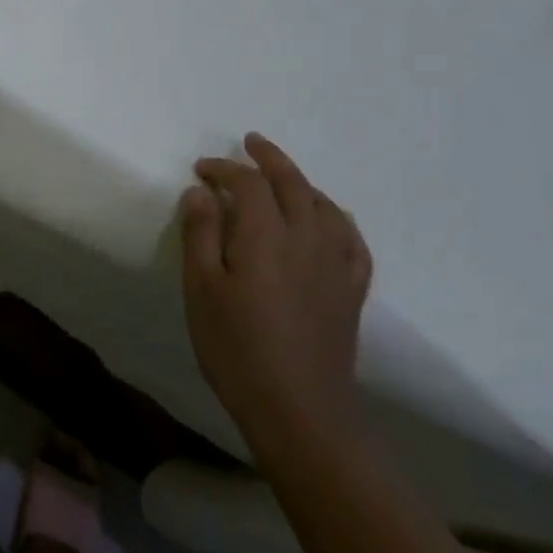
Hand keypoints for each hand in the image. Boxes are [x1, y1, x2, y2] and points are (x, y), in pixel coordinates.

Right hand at [179, 133, 371, 455]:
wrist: (298, 409)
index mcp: (265, 236)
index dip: (224, 169)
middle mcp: (306, 240)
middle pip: (293, 184)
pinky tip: (329, 219)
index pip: (248, 184)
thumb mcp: (201, 288)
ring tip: (284, 176)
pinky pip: (352, 241)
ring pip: (324, 206)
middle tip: (250, 143)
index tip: (200, 170)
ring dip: (302, 182)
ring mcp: (335, 266)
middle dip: (270, 159)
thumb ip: (200, 233)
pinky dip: (338, 218)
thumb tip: (201, 191)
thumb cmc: (236, 347)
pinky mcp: (351, 292)